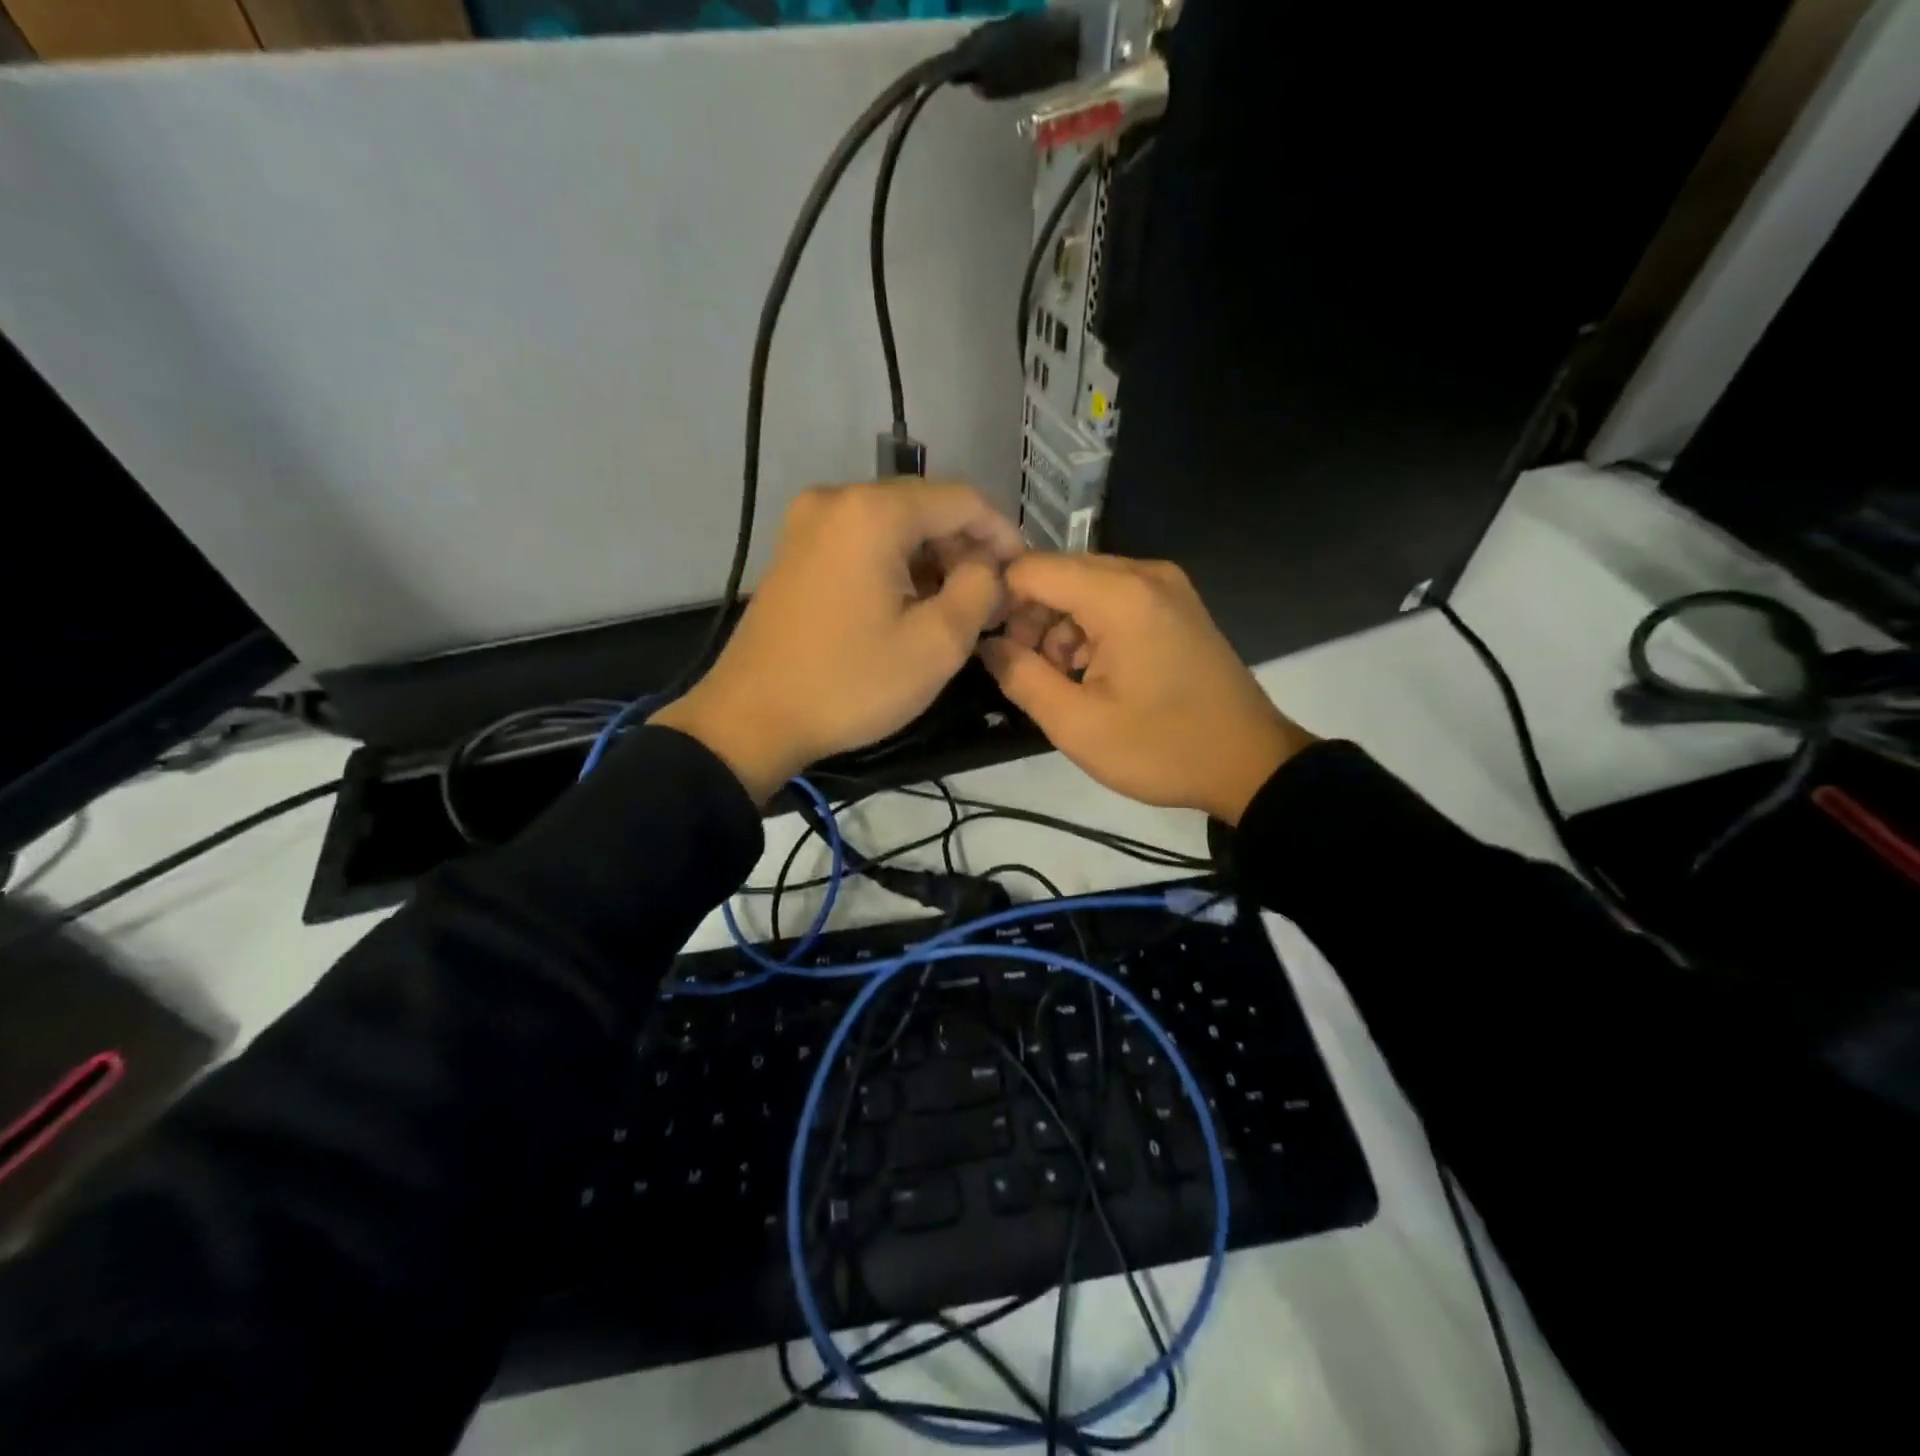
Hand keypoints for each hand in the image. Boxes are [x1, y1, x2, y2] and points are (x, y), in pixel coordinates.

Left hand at [651, 482, 1021, 801]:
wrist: (751, 718)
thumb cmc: (850, 683)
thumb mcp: (936, 644)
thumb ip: (980, 590)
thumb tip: (987, 565)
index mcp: (873, 512)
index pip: (962, 499)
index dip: (1002, 534)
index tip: (1022, 575)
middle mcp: (837, 499)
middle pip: (925, 507)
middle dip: (965, 548)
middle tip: (990, 599)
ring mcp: (808, 522)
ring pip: (893, 525)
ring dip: (932, 558)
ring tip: (955, 606)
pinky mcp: (795, 550)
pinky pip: (862, 541)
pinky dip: (896, 564)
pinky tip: (909, 603)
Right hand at [978, 554, 1313, 823]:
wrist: (1250, 764)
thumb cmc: (1162, 748)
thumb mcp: (1077, 725)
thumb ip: (1020, 677)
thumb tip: (988, 644)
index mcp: (1120, 595)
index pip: (1031, 569)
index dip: (997, 599)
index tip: (983, 640)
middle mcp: (1144, 573)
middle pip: (1058, 573)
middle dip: (1030, 617)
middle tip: (1022, 669)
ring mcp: (1165, 586)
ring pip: (1084, 586)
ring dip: (1059, 626)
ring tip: (1061, 679)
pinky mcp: (1175, 604)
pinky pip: (1114, 599)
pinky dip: (1090, 628)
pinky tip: (1092, 671)